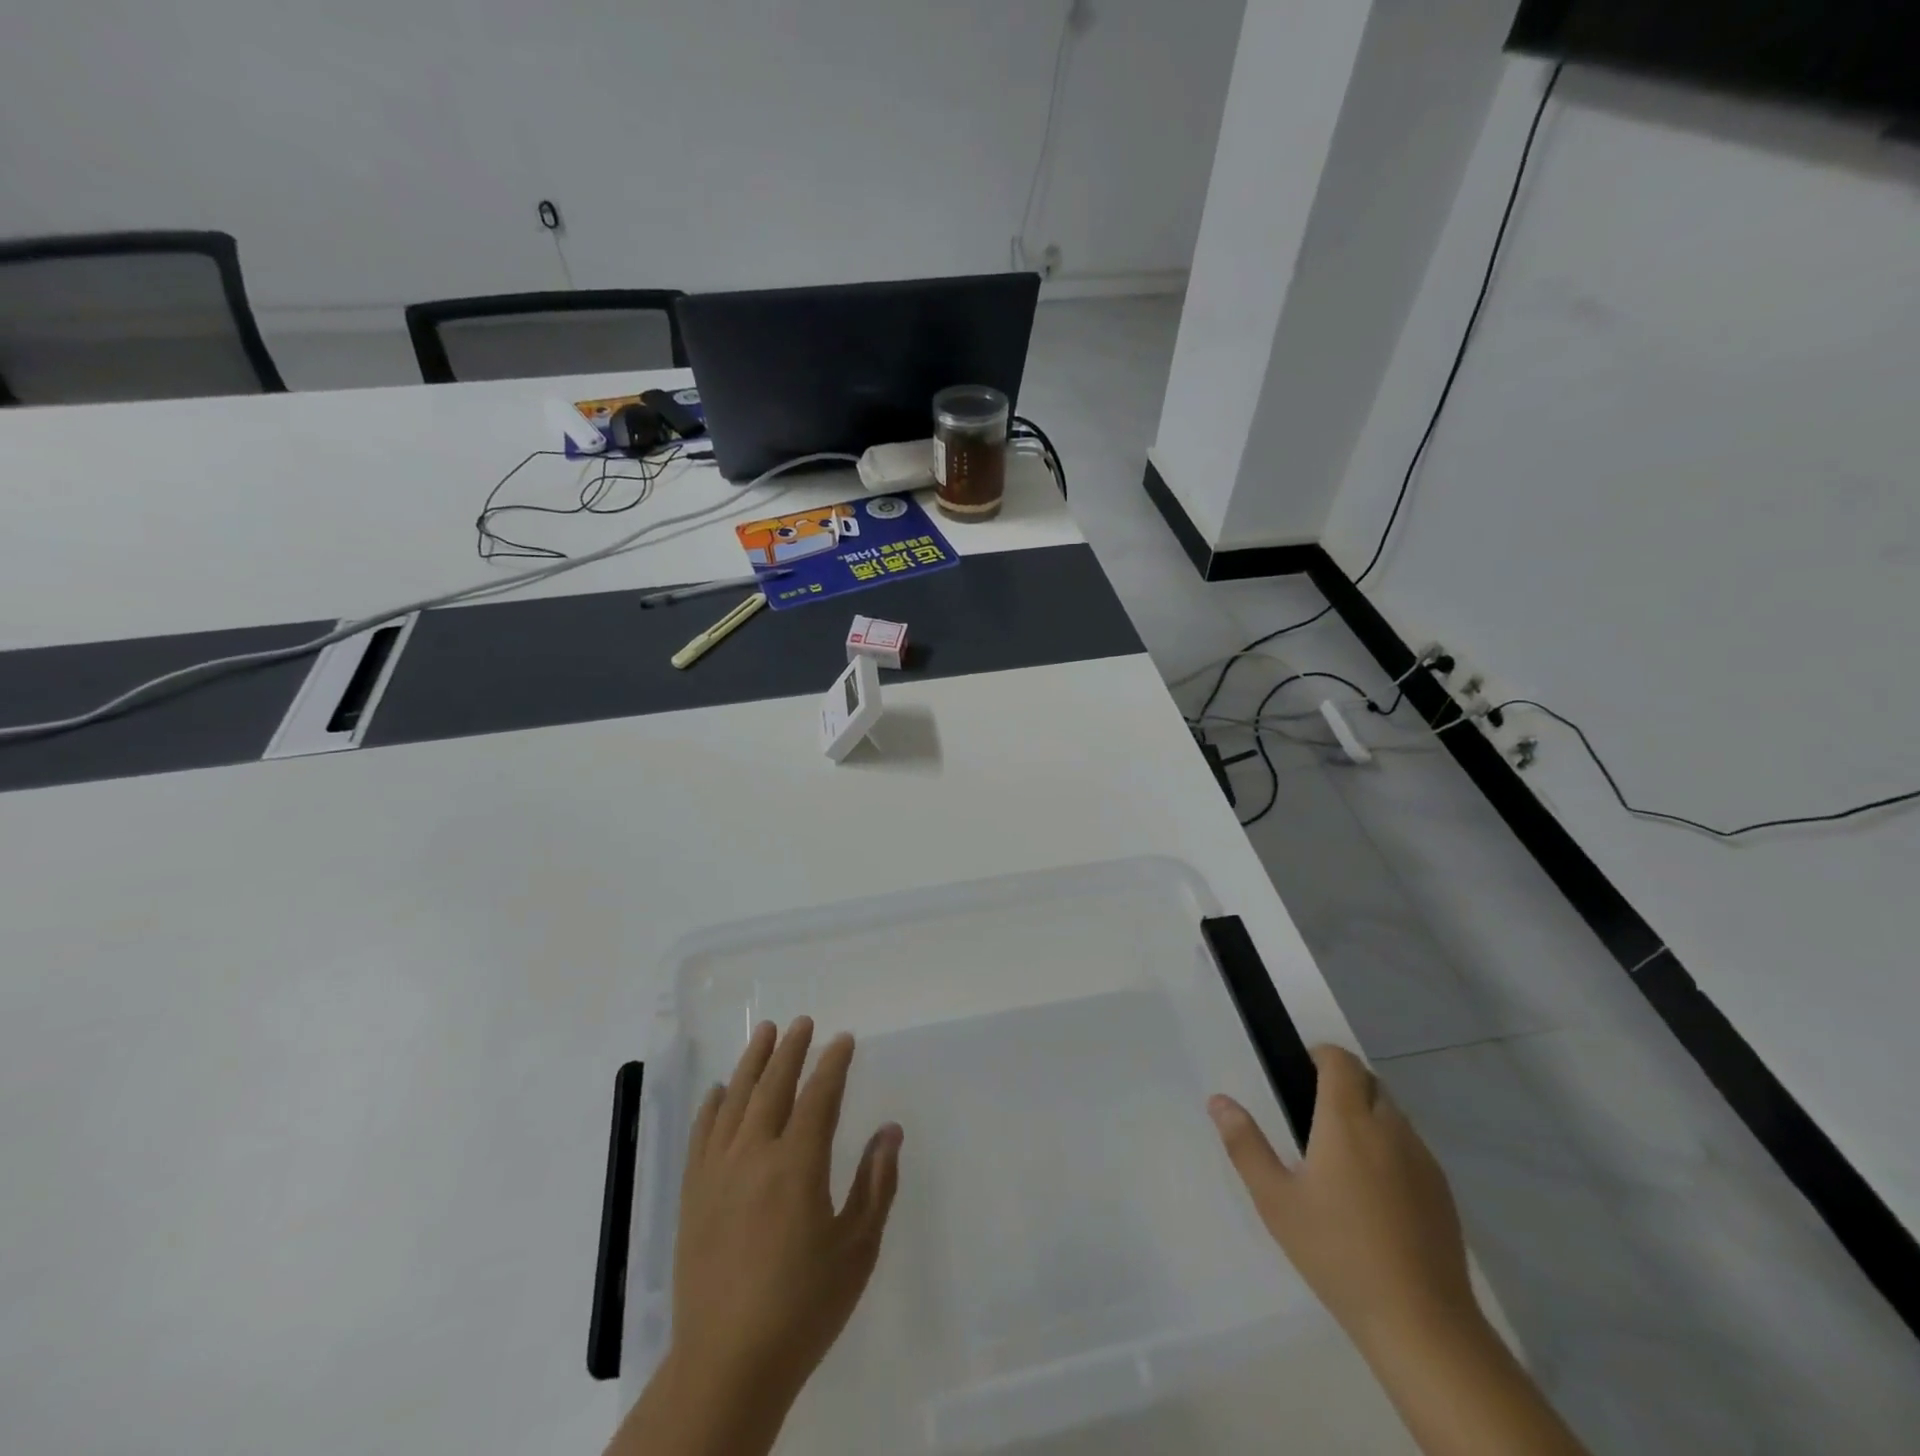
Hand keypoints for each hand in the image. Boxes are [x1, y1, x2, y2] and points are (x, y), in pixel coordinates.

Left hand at [671, 1017, 902, 1408]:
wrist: (728, 1364)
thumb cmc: (804, 1306)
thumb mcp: (857, 1248)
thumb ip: (876, 1183)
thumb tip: (890, 1130)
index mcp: (798, 1164)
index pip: (819, 1096)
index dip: (833, 1063)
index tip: (843, 1039)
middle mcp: (754, 1155)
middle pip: (773, 1086)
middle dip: (790, 1050)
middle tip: (802, 1023)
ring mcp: (718, 1172)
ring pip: (735, 1100)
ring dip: (751, 1063)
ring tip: (764, 1034)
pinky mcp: (693, 1195)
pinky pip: (701, 1134)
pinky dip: (711, 1106)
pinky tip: (719, 1091)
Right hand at [1208, 1044, 1475, 1354]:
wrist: (1421, 1324)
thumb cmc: (1337, 1253)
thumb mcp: (1275, 1200)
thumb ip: (1245, 1144)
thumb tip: (1218, 1101)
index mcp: (1347, 1121)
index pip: (1341, 1060)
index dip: (1320, 1055)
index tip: (1298, 1075)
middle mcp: (1390, 1128)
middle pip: (1369, 1081)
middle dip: (1342, 1084)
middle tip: (1311, 1117)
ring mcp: (1422, 1160)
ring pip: (1393, 1114)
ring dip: (1368, 1115)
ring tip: (1340, 1157)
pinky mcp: (1443, 1192)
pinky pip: (1411, 1148)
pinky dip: (1390, 1148)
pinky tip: (1373, 1193)